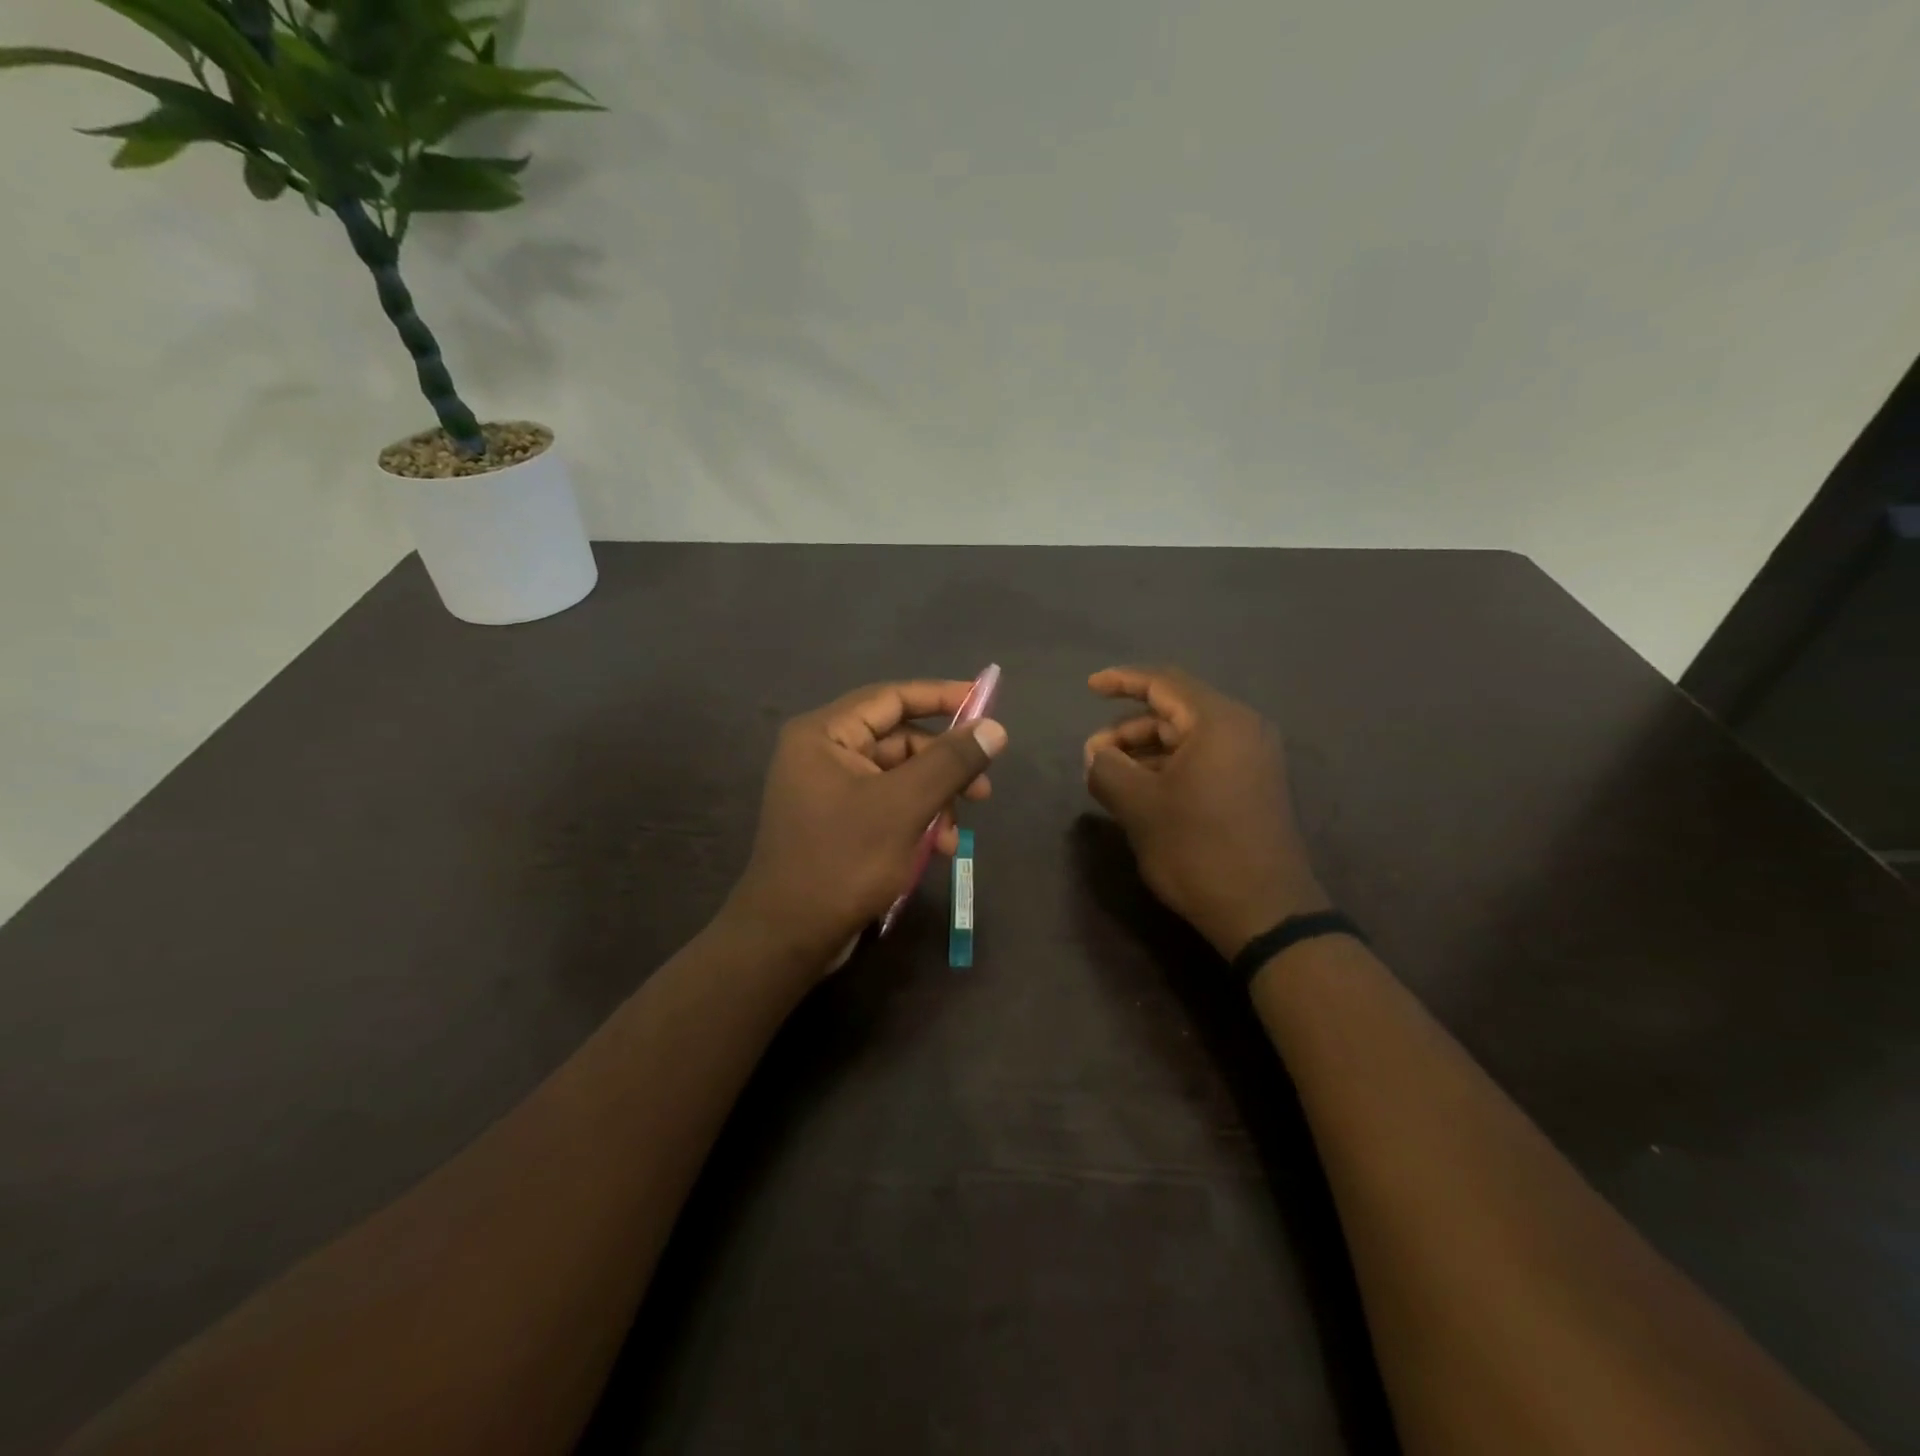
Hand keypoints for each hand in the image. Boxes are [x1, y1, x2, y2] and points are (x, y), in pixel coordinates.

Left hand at [725, 680, 1008, 971]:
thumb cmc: (843, 862)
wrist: (789, 938)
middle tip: (984, 788)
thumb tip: (995, 728)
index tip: (986, 703)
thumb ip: (951, 762)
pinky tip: (939, 848)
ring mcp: (829, 789)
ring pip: (899, 776)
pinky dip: (917, 820)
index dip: (941, 696)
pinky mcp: (839, 821)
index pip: (891, 697)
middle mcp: (823, 752)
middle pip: (899, 739)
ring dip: (935, 799)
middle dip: (944, 764)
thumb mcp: (904, 806)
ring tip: (958, 835)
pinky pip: (888, 804)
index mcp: (824, 734)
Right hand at [1084, 666, 1326, 956]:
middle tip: (1093, 757)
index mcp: (1219, 723)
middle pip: (1174, 711)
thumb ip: (1107, 769)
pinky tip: (1142, 792)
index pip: (1164, 683)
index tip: (1090, 686)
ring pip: (1187, 738)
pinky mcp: (1253, 785)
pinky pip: (1203, 759)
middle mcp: (1242, 730)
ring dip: (1145, 751)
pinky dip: (1169, 767)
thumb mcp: (1139, 807)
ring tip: (1111, 779)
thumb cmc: (1198, 850)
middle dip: (1128, 729)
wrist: (1264, 912)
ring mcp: (1252, 759)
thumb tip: (1096, 755)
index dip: (1122, 680)